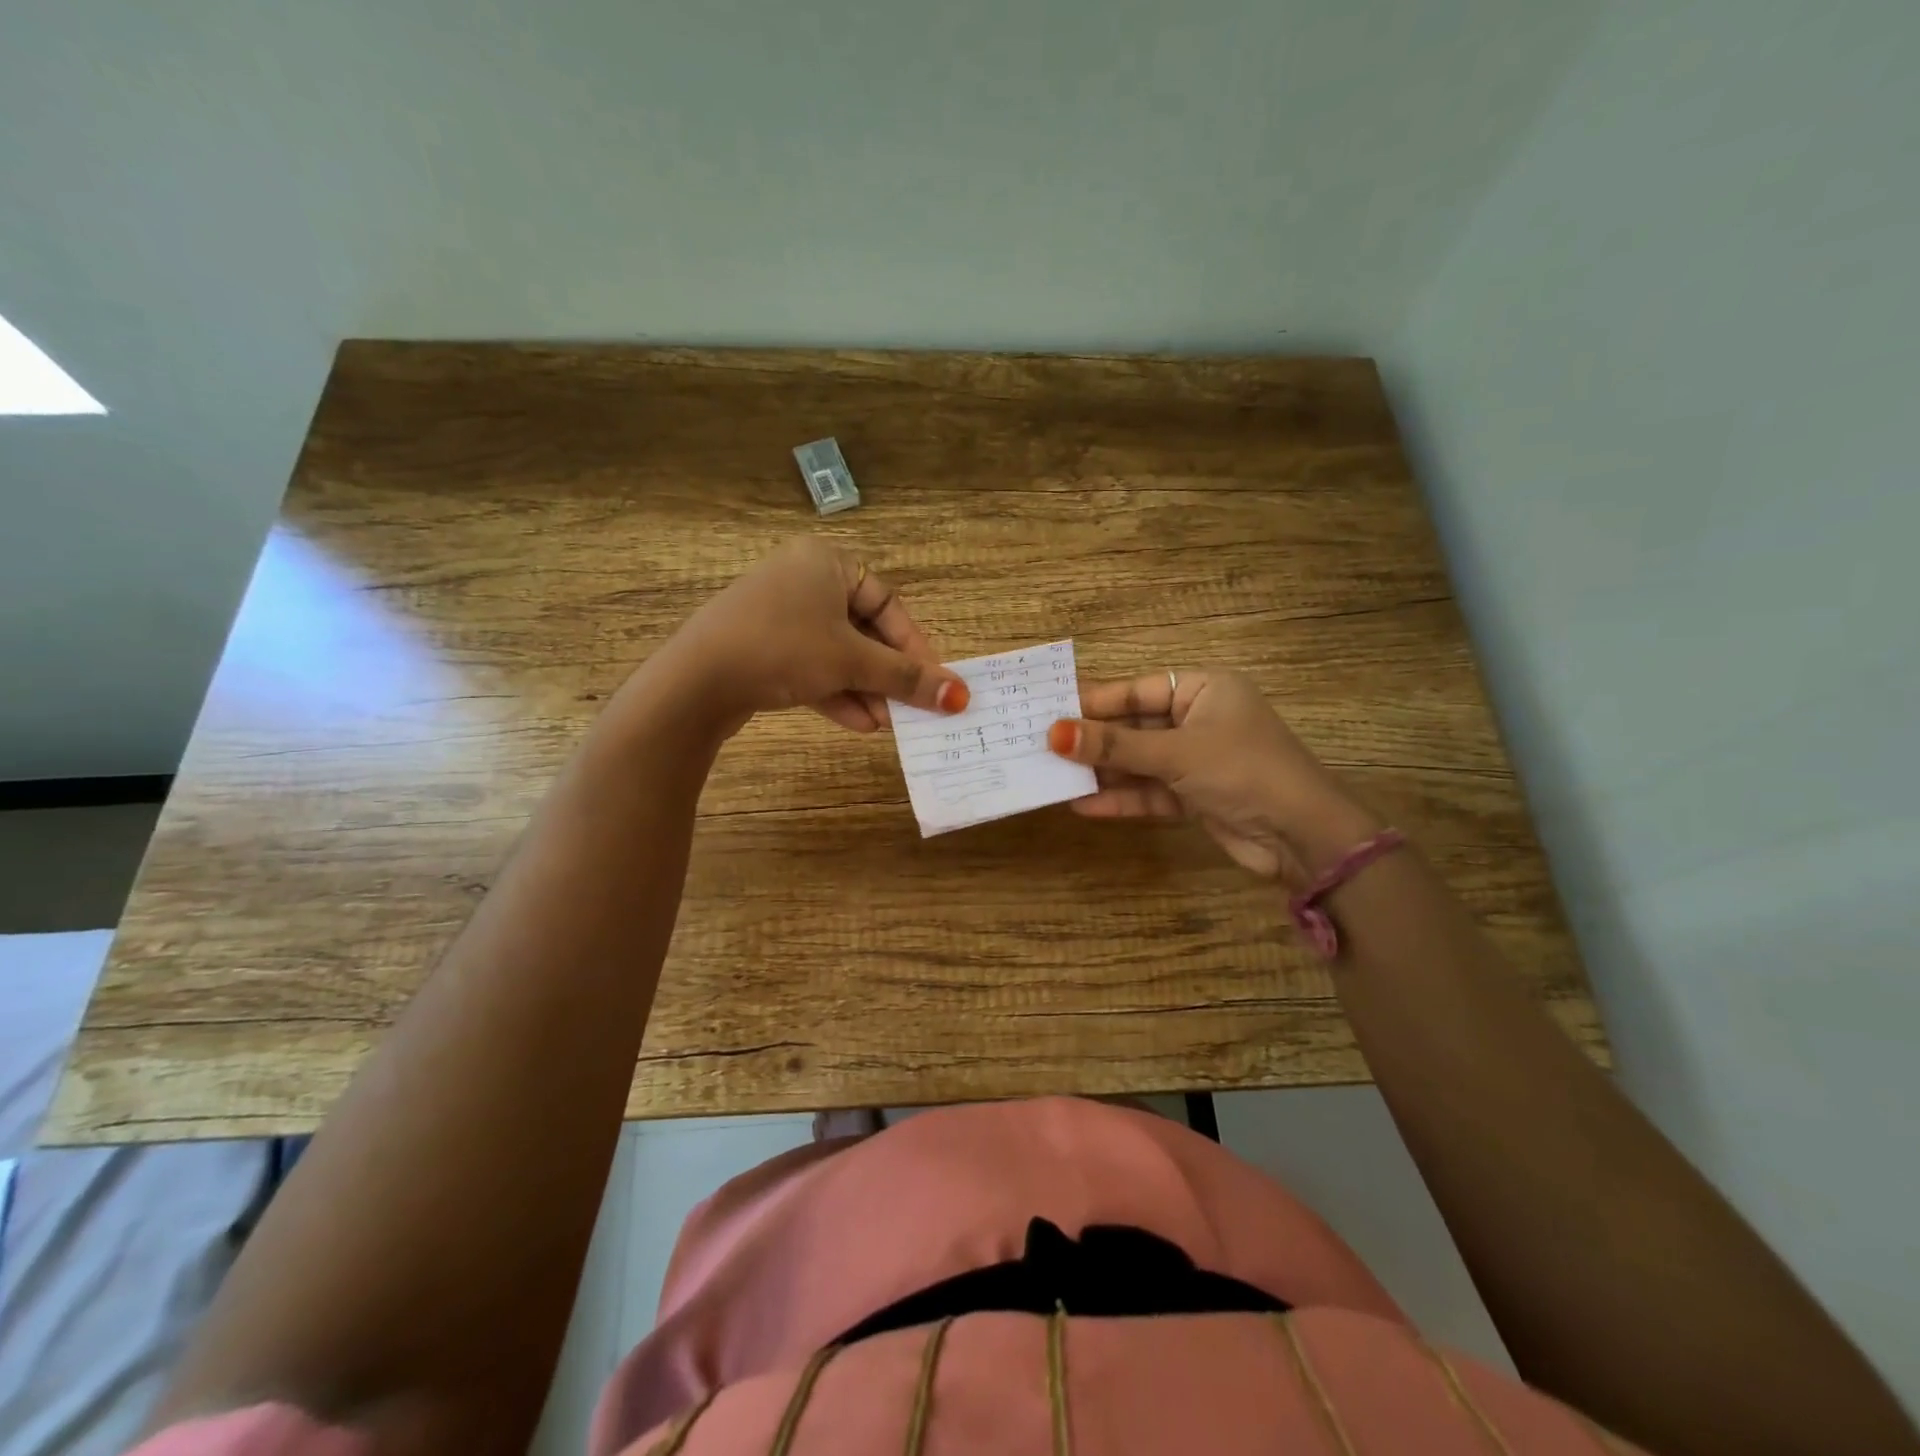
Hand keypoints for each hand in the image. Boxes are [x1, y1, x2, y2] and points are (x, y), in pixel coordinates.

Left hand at [664, 537, 968, 734]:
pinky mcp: (761, 646)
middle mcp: (802, 580)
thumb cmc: (783, 649)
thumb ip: (908, 678)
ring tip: (888, 724)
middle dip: (888, 675)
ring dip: (865, 689)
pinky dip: (835, 692)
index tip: (933, 682)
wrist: (695, 681)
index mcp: (826, 562)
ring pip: (837, 653)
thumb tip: (960, 697)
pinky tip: (859, 725)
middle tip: (912, 708)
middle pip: (863, 631)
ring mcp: (778, 614)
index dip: (914, 646)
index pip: (887, 604)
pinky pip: (810, 666)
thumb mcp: (852, 662)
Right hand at [1047, 669, 1378, 880]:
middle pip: (1133, 727)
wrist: (1303, 837)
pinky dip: (1121, 799)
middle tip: (1041, 746)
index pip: (1136, 690)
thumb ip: (1115, 746)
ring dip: (1102, 772)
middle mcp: (1198, 720)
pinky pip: (1149, 792)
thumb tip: (1054, 734)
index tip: (1049, 710)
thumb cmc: (1243, 771)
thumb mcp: (1176, 753)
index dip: (1094, 701)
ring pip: (1138, 762)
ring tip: (1052, 777)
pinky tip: (1083, 806)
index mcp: (1203, 690)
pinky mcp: (1194, 797)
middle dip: (1093, 741)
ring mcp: (1195, 761)